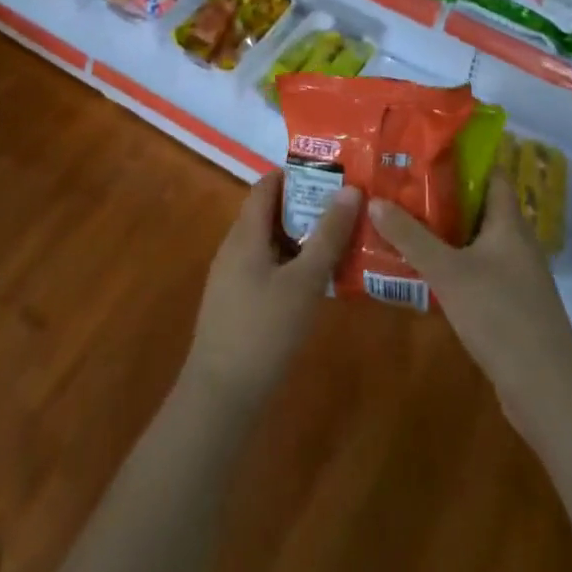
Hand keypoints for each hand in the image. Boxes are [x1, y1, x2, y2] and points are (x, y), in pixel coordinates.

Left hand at [183, 172, 360, 409]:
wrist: (220, 397)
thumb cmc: (263, 330)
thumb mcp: (304, 281)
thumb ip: (328, 236)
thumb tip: (351, 190)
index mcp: (245, 233)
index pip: (267, 185)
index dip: (297, 174)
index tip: (333, 174)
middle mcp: (234, 247)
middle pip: (270, 212)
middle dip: (306, 207)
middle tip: (347, 208)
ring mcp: (232, 277)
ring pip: (270, 242)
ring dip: (302, 238)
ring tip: (341, 240)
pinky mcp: (237, 303)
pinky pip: (267, 267)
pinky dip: (292, 263)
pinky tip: (318, 281)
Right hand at [369, 169, 571, 435]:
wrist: (547, 391)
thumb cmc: (501, 317)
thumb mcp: (448, 272)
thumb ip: (411, 237)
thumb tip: (375, 201)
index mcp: (509, 223)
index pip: (491, 173)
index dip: (462, 157)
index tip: (426, 148)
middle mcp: (515, 242)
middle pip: (478, 205)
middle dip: (441, 194)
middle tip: (400, 183)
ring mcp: (514, 275)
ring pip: (474, 240)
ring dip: (443, 231)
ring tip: (401, 219)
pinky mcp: (508, 304)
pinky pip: (475, 269)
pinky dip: (451, 262)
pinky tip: (421, 267)